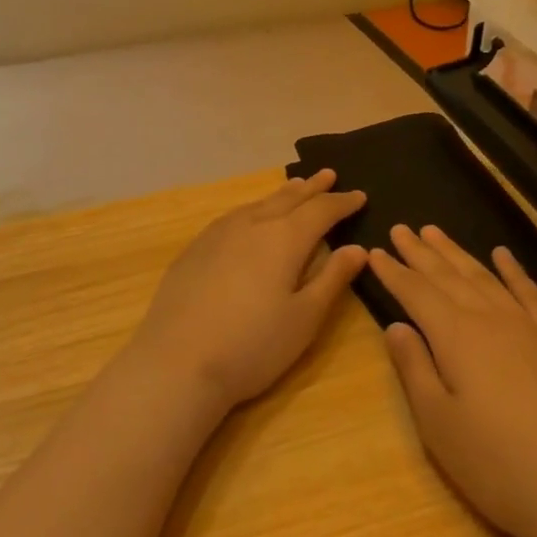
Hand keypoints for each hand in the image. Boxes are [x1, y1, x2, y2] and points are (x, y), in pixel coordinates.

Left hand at [129, 170, 368, 413]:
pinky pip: (234, 216)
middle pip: (288, 198)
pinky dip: (253, 209)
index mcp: (284, 238)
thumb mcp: (305, 318)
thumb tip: (357, 248)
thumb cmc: (253, 345)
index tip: (360, 195)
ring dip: (281, 194)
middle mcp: (252, 225)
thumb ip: (333, 279)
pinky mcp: (195, 249)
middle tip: (329, 174)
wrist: (177, 362)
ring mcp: (218, 234)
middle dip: (312, 188)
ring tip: (295, 187)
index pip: (321, 211)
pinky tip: (250, 217)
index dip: (342, 203)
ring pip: (258, 204)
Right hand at [372, 224, 536, 536]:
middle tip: (401, 228)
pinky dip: (514, 270)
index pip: (416, 293)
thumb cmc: (499, 465)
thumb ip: (415, 369)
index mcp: (457, 337)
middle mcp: (492, 319)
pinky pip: (531, 293)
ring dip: (458, 253)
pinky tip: (503, 255)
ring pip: (485, 277)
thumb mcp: (439, 424)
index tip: (374, 251)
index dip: (393, 272)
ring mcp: (530, 327)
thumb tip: (396, 327)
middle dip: (421, 253)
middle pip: (449, 277)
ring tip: (436, 233)